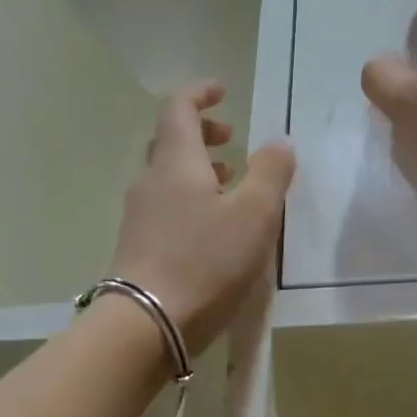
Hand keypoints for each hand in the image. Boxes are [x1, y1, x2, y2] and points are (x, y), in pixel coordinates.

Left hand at [110, 81, 296, 354]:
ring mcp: (138, 215)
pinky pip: (164, 206)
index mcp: (176, 161)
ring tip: (230, 184)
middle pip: (170, 141)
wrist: (145, 324)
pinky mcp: (137, 246)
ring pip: (167, 176)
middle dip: (202, 133)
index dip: (199, 94)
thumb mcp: (254, 215)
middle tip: (233, 141)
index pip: (178, 108)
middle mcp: (150, 180)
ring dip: (198, 170)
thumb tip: (279, 142)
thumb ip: (271, 173)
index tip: (222, 92)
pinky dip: (188, 199)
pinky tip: (211, 227)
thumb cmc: (204, 261)